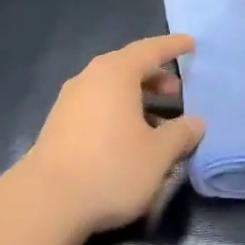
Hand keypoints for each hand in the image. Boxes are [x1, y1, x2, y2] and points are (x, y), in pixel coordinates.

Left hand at [21, 34, 206, 238]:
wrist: (47, 200)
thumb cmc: (111, 168)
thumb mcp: (158, 154)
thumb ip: (181, 134)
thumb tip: (197, 122)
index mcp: (115, 73)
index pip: (149, 50)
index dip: (172, 47)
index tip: (191, 43)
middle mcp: (90, 77)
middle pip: (128, 66)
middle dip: (155, 76)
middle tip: (178, 91)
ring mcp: (70, 99)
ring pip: (111, 87)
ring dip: (137, 96)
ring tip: (158, 120)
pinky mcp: (60, 122)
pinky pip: (97, 104)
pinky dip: (118, 110)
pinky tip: (129, 137)